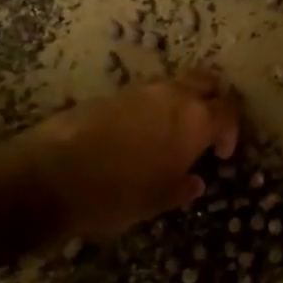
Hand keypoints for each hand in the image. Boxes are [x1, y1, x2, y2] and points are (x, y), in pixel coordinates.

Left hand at [25, 71, 241, 238]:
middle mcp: (172, 96)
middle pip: (206, 82)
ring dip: (181, 102)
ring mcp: (140, 91)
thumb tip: (194, 182)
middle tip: (206, 128)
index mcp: (195, 120)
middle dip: (212, 100)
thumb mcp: (158, 201)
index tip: (220, 154)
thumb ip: (182, 188)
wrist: (52, 174)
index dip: (231, 130)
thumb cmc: (118, 193)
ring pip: (174, 85)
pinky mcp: (111, 94)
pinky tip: (139, 135)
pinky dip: (152, 108)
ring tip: (171, 133)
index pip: (228, 110)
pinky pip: (145, 95)